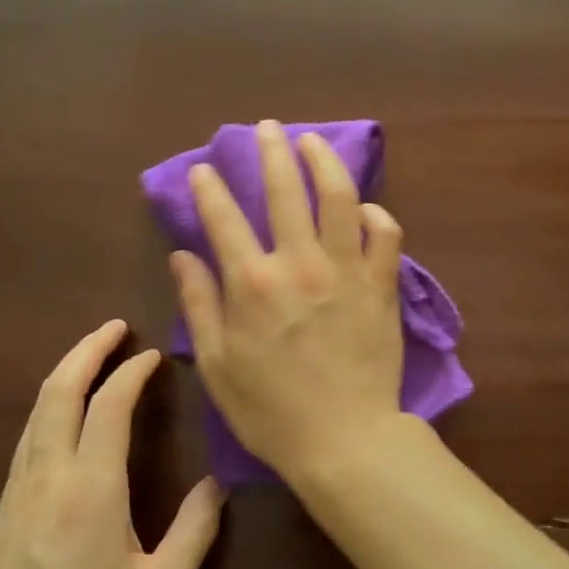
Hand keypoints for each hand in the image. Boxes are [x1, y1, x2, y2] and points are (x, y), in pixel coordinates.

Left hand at [0, 321, 224, 568]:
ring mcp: (12, 500)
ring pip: (35, 417)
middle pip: (56, 395)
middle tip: (115, 328)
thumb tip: (216, 484)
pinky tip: (66, 422)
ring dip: (64, 378)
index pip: (108, 408)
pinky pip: (25, 444)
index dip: (131, 372)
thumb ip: (194, 532)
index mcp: (89, 492)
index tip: (155, 354)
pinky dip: (49, 411)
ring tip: (93, 360)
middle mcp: (45, 482)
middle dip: (85, 352)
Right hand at [170, 119, 405, 481]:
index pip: (223, 218)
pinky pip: (387, 235)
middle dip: (272, 151)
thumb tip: (182, 255)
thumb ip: (199, 304)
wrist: (343, 440)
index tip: (204, 169)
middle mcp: (299, 264)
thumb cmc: (271, 411)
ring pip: (339, 197)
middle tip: (267, 129)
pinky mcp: (382, 286)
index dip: (210, 188)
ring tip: (313, 142)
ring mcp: (346, 271)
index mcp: (252, 284)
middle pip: (284, 190)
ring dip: (324, 162)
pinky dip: (377, 216)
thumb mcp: (218, 365)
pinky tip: (365, 209)